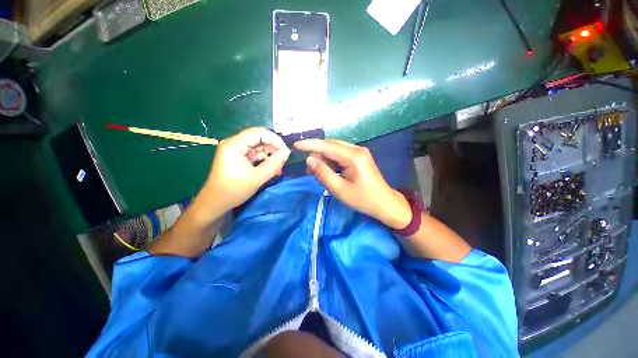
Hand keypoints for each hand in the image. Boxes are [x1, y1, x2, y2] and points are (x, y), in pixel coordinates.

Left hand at [201, 127, 290, 213]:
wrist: (215, 203)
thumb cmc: (233, 191)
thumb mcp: (257, 178)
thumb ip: (274, 164)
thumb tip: (287, 153)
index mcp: (234, 145)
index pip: (258, 133)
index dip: (275, 140)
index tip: (285, 152)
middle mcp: (234, 143)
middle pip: (259, 138)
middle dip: (274, 147)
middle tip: (284, 160)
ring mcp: (236, 150)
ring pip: (259, 146)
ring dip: (271, 154)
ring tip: (279, 166)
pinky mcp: (239, 157)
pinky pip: (256, 154)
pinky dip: (265, 159)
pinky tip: (273, 168)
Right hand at [294, 139, 410, 229]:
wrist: (385, 203)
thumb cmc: (363, 199)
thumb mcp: (340, 190)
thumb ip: (323, 173)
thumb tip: (309, 160)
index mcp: (354, 157)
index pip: (327, 146)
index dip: (310, 145)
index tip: (296, 145)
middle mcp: (357, 149)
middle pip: (331, 145)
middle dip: (317, 153)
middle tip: (307, 168)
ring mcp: (359, 152)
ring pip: (335, 149)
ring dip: (323, 158)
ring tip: (315, 172)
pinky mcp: (359, 157)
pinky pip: (340, 154)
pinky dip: (331, 161)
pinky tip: (326, 170)